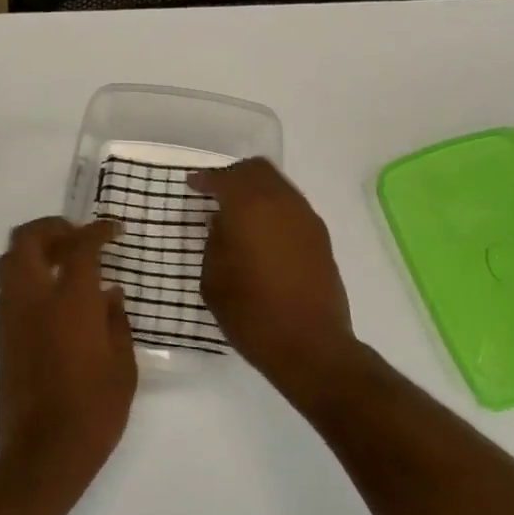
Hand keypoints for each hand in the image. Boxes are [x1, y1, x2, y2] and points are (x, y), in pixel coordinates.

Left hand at [0, 218, 137, 491]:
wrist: (42, 453)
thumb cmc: (94, 410)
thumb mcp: (123, 365)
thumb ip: (116, 321)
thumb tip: (110, 293)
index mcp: (71, 302)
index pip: (80, 247)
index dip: (98, 231)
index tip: (114, 231)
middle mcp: (33, 300)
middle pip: (27, 239)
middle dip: (51, 228)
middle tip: (76, 238)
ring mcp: (10, 317)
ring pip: (7, 261)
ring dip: (32, 251)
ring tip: (60, 263)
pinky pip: (6, 290)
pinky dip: (24, 279)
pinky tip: (48, 298)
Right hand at [188, 159, 361, 398]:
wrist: (310, 345)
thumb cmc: (251, 313)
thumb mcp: (214, 279)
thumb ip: (215, 242)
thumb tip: (223, 222)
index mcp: (250, 207)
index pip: (225, 179)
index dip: (205, 179)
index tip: (192, 185)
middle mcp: (282, 203)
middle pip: (258, 170)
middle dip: (234, 175)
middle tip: (216, 191)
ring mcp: (306, 218)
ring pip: (279, 185)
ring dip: (257, 190)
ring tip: (238, 213)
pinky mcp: (321, 238)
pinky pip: (292, 207)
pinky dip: (274, 208)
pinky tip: (261, 232)